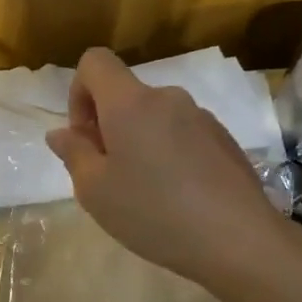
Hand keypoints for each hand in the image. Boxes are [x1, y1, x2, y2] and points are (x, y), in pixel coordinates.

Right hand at [46, 47, 283, 288]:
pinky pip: (181, 135)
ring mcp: (201, 117)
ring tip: (144, 192)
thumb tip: (61, 132)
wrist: (239, 240)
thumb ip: (73, 153)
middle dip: (107, 126)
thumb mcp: (95, 190)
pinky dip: (167, 154)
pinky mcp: (224, 139)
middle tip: (108, 176)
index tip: (84, 137)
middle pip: (124, 95)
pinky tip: (177, 197)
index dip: (78, 92)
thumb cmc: (153, 212)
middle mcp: (167, 98)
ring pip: (153, 118)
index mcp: (130, 103)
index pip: (95, 62)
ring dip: (138, 142)